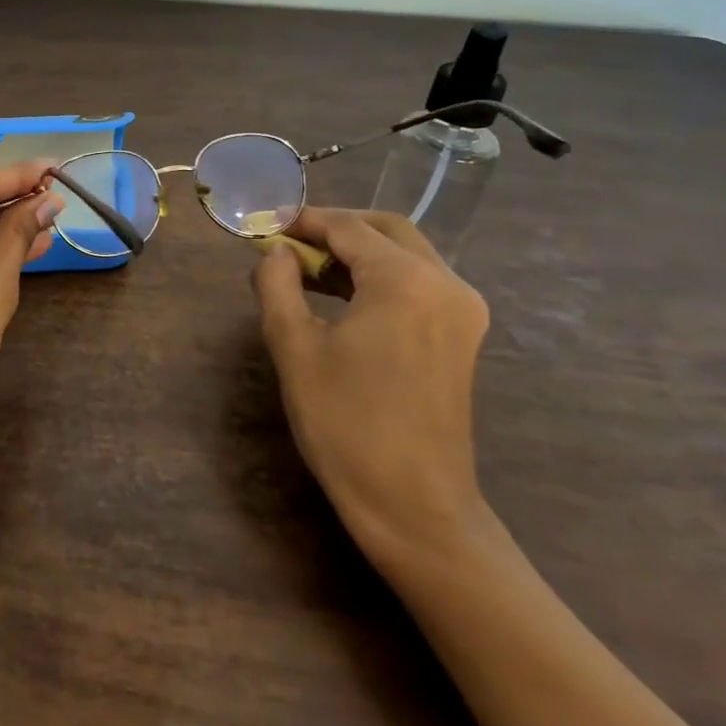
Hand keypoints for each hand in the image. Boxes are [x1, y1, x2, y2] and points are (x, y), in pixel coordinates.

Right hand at [252, 208, 490, 561]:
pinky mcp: (461, 334)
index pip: (348, 228)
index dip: (303, 221)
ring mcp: (461, 309)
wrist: (413, 505)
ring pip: (405, 253)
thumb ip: (277, 284)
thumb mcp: (294, 347)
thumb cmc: (346, 424)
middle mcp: (445, 283)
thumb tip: (276, 252)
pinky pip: (418, 281)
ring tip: (305, 268)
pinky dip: (378, 275)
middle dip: (334, 228)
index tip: (264, 224)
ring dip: (356, 251)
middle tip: (288, 241)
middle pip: (386, 229)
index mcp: (405, 281)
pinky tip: (340, 293)